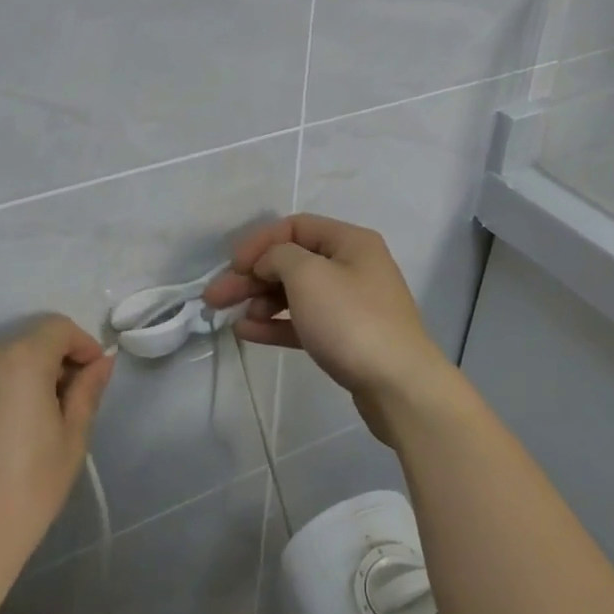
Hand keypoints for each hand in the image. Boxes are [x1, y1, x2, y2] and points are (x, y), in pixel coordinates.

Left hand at [0, 316, 112, 574]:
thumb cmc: (25, 492)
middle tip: (55, 409)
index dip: (80, 345)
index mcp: (19, 360)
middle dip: (44, 366)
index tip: (90, 375)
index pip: (57, 328)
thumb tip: (101, 362)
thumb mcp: (71, 441)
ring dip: (7, 381)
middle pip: (21, 346)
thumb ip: (86, 391)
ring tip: (12, 428)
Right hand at [204, 215, 465, 442]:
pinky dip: (275, 324)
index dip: (259, 242)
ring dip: (260, 301)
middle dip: (251, 276)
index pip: (295, 227)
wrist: (399, 386)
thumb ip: (278, 257)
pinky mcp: (346, 338)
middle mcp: (352, 266)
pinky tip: (247, 332)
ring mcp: (350, 304)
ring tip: (231, 316)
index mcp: (349, 242)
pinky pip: (303, 322)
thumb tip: (268, 263)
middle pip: (291, 262)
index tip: (232, 265)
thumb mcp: (308, 275)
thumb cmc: (351, 320)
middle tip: (214, 296)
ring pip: (295, 293)